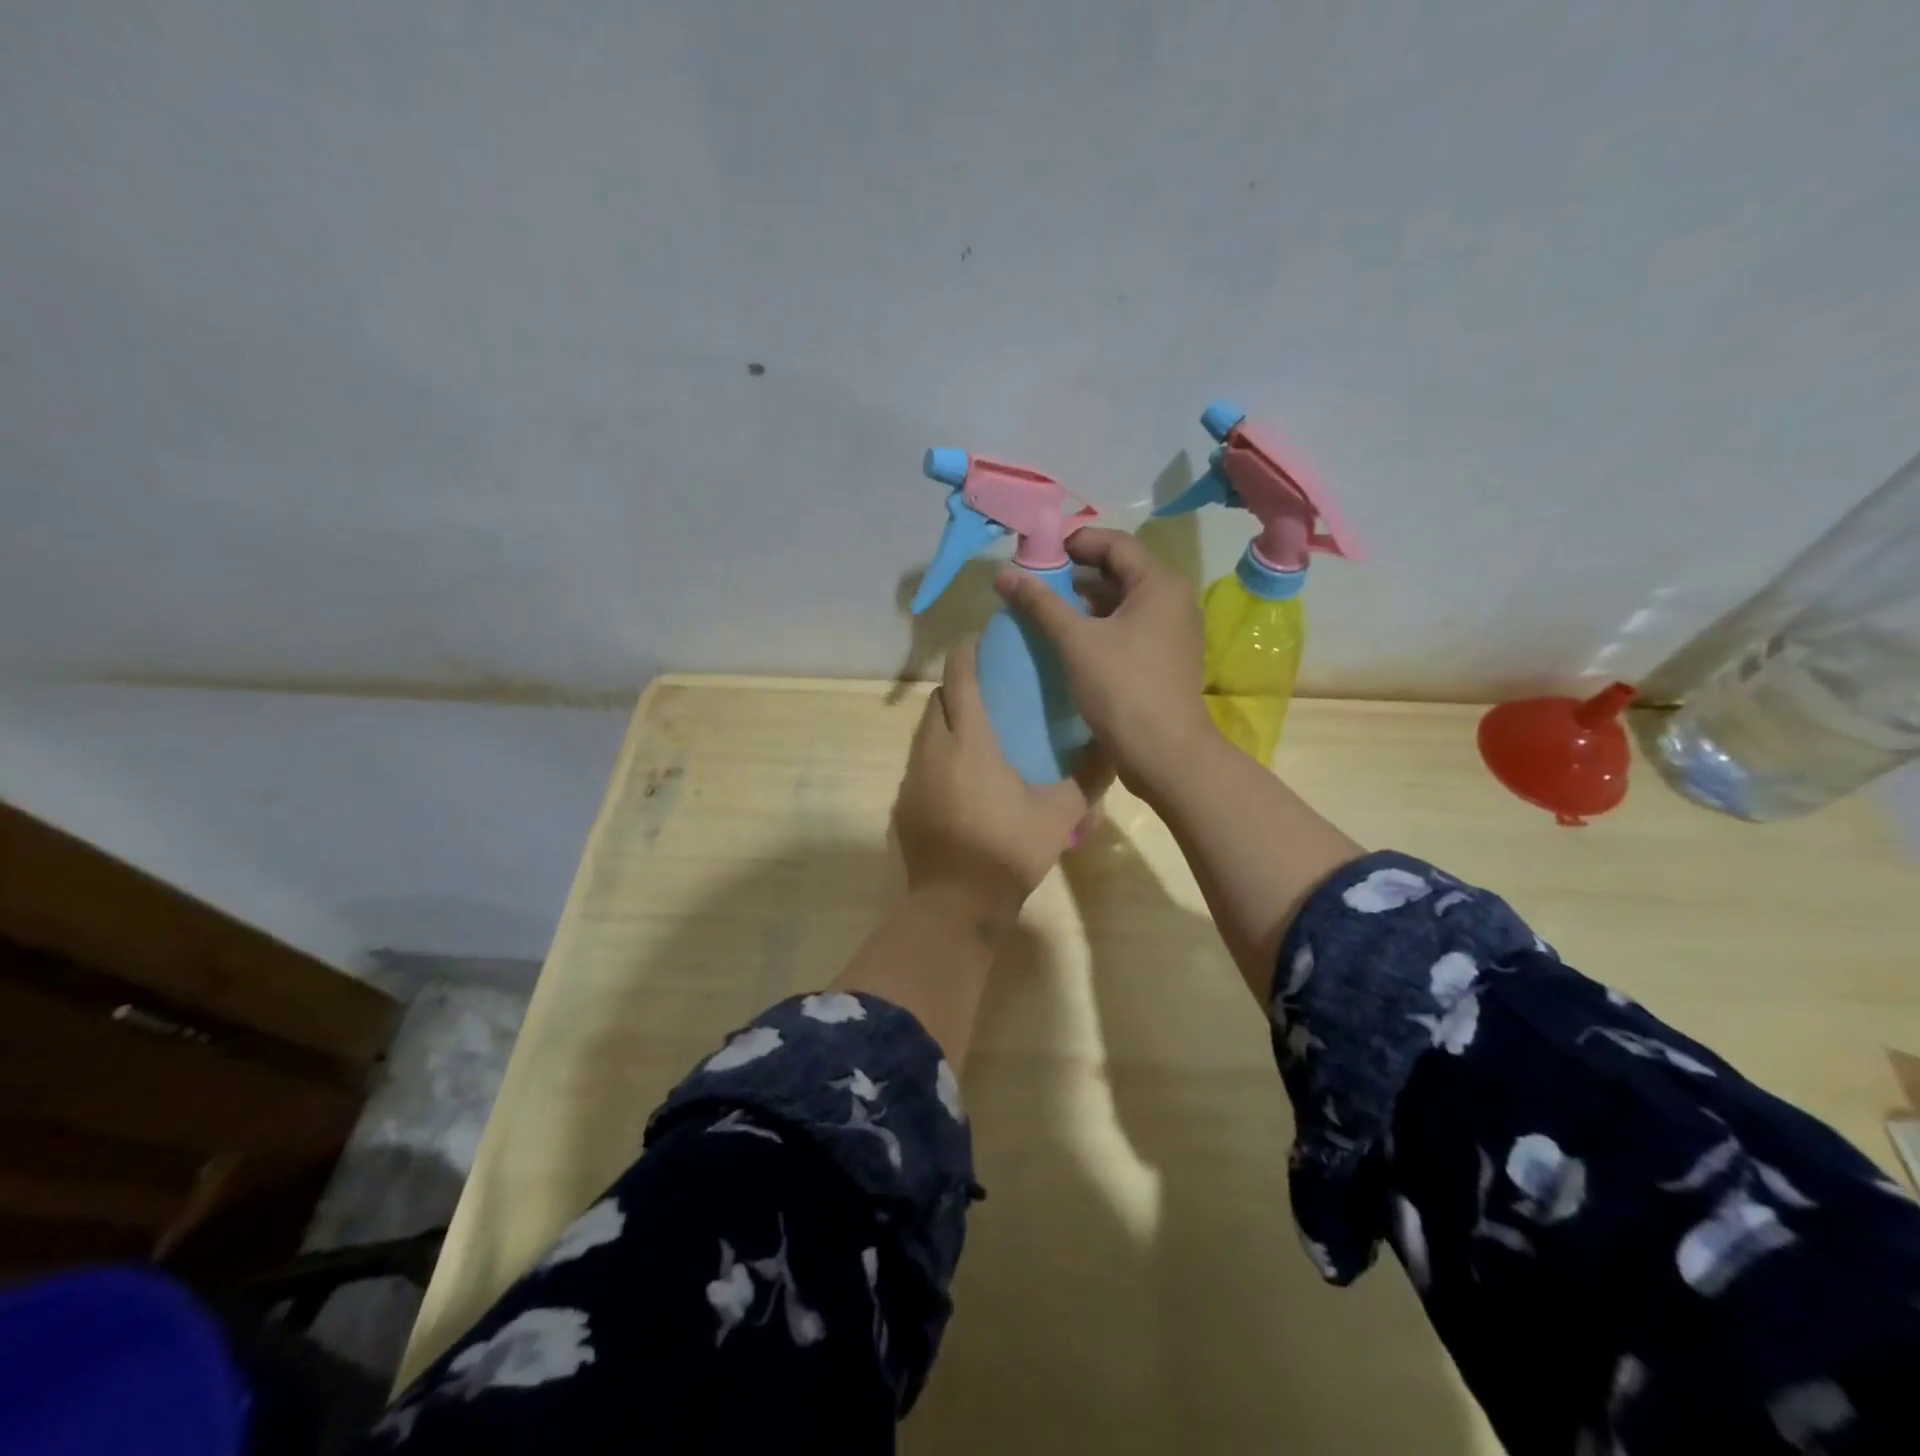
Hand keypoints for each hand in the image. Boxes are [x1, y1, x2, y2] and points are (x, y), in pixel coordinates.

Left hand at [893, 636, 1101, 921]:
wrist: (956, 903)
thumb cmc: (1009, 850)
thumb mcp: (1059, 814)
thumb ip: (1087, 777)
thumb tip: (1114, 747)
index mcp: (969, 742)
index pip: (960, 679)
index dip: (966, 653)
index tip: (978, 639)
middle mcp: (932, 749)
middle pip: (937, 701)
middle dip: (956, 686)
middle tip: (985, 690)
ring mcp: (912, 777)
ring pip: (924, 732)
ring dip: (945, 722)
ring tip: (974, 733)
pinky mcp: (903, 803)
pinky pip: (918, 764)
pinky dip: (936, 756)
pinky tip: (959, 779)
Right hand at [994, 527, 1213, 800]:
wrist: (1164, 754)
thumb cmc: (1122, 688)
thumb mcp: (1075, 641)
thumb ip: (1040, 602)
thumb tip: (1003, 573)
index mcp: (1159, 584)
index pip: (1115, 544)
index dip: (1075, 542)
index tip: (1037, 552)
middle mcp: (1173, 601)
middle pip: (1120, 572)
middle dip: (1076, 574)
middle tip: (1036, 581)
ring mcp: (1172, 632)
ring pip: (1123, 603)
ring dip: (1085, 603)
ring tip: (1045, 611)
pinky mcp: (1164, 659)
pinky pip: (1128, 629)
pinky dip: (1099, 627)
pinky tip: (1069, 641)